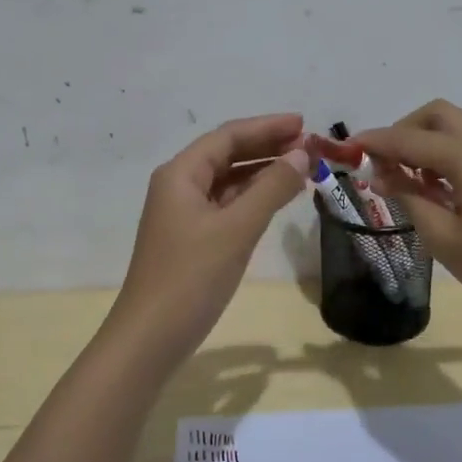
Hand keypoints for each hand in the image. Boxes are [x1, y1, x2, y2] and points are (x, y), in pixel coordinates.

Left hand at [109, 113, 312, 359]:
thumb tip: (301, 153)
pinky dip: (253, 198)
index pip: (228, 136)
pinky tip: (278, 199)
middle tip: (310, 147)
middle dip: (267, 147)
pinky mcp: (192, 238)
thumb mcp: (236, 228)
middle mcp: (179, 186)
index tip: (305, 124)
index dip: (267, 127)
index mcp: (180, 174)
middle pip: (227, 154)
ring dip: (263, 172)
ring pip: (228, 181)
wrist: (151, 337)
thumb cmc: (191, 277)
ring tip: (303, 168)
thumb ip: (271, 188)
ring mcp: (184, 214)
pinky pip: (227, 205)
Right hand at [354, 100, 461, 337]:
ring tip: (405, 182)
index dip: (376, 142)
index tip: (347, 147)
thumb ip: (410, 198)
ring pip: (457, 129)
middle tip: (382, 165)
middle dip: (404, 131)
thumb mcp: (444, 238)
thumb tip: (384, 175)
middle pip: (437, 116)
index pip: (411, 139)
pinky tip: (435, 189)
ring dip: (426, 143)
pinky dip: (447, 156)